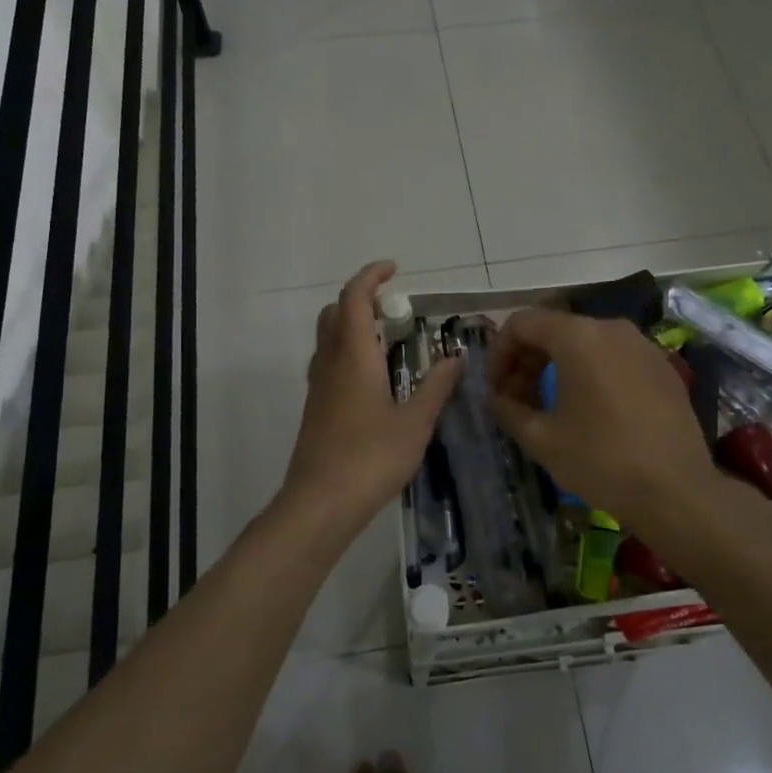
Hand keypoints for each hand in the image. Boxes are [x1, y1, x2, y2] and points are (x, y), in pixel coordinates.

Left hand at [281, 262, 462, 528]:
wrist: (320, 503)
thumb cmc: (371, 457)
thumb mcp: (415, 422)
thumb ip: (436, 386)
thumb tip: (455, 357)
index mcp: (353, 356)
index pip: (353, 298)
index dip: (371, 276)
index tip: (394, 269)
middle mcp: (330, 362)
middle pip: (335, 313)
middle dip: (360, 299)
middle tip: (393, 309)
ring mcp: (319, 386)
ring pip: (329, 338)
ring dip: (353, 326)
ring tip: (389, 341)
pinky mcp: (316, 408)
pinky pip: (330, 362)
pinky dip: (350, 352)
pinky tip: (375, 380)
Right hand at [487, 308, 718, 532]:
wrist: (677, 491)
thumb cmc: (601, 460)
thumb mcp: (541, 438)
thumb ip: (508, 409)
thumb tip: (497, 397)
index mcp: (578, 336)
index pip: (522, 323)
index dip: (499, 353)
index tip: (494, 388)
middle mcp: (611, 328)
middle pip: (554, 329)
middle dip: (527, 360)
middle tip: (515, 399)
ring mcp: (642, 345)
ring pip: (585, 342)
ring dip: (557, 366)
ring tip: (548, 405)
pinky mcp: (662, 367)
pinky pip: (614, 357)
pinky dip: (590, 372)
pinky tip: (589, 409)